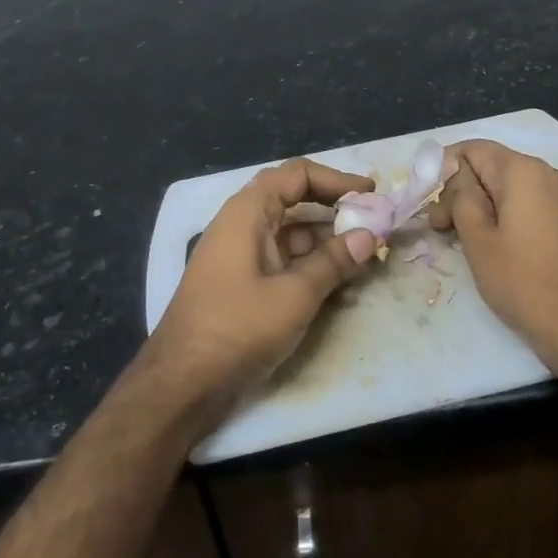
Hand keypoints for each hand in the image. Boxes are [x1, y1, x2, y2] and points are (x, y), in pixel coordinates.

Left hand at [147, 158, 378, 429]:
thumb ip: (333, 262)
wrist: (182, 383)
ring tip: (367, 256)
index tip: (370, 194)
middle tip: (374, 223)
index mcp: (247, 212)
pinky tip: (341, 284)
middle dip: (335, 210)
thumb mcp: (294, 295)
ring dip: (327, 242)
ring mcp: (241, 256)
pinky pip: (284, 262)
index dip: (335, 179)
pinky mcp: (243, 285)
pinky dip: (312, 266)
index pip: (296, 175)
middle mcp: (242, 225)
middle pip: (294, 201)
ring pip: (292, 235)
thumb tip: (369, 236)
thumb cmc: (237, 327)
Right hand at [428, 140, 557, 379]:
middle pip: (494, 167)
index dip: (443, 168)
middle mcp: (552, 173)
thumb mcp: (479, 240)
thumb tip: (456, 175)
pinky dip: (511, 215)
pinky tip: (501, 246)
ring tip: (467, 240)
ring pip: (514, 187)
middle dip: (463, 191)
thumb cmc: (526, 284)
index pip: (473, 149)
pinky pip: (535, 203)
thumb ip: (461, 197)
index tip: (427, 201)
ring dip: (485, 205)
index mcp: (524, 171)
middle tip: (441, 229)